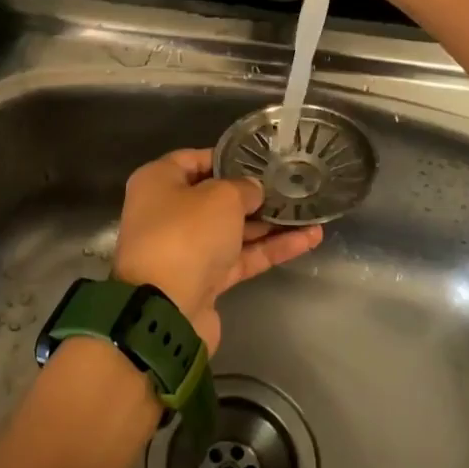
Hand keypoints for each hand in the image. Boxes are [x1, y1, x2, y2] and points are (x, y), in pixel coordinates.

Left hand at [112, 148, 323, 353]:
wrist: (166, 310)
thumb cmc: (186, 234)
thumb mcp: (220, 197)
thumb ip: (243, 188)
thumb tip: (252, 190)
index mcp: (158, 183)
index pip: (194, 159)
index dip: (228, 157)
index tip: (262, 158)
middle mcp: (167, 213)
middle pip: (216, 197)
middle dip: (254, 194)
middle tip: (292, 185)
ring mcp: (186, 249)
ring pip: (233, 230)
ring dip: (270, 223)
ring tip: (310, 211)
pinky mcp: (205, 280)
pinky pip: (241, 257)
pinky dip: (271, 249)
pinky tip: (308, 239)